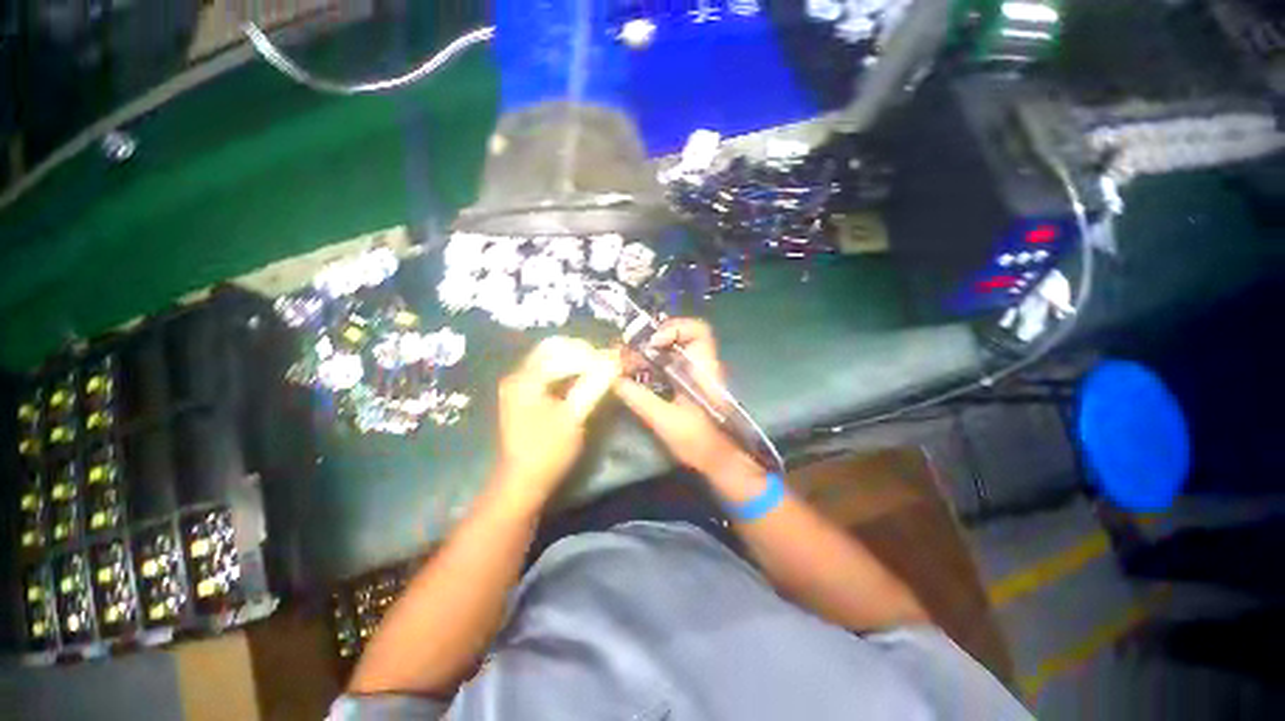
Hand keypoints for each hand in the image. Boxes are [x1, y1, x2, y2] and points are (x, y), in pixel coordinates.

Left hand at [494, 337, 617, 512]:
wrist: (522, 481)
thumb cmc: (547, 451)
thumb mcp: (574, 417)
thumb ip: (593, 385)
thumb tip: (614, 361)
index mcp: (526, 379)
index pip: (562, 351)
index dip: (590, 354)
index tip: (612, 361)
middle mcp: (519, 374)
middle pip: (553, 348)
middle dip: (582, 352)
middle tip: (606, 362)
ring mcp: (520, 384)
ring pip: (551, 357)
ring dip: (576, 359)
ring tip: (599, 368)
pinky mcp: (525, 394)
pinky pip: (549, 370)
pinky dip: (568, 370)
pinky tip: (584, 379)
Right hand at [613, 319, 761, 487]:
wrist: (720, 460)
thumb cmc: (699, 442)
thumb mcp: (665, 421)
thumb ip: (640, 399)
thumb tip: (615, 380)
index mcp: (704, 369)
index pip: (698, 331)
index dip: (674, 328)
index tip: (653, 343)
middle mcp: (702, 365)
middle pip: (679, 336)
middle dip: (652, 340)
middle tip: (629, 353)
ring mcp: (696, 374)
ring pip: (673, 350)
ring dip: (649, 353)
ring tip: (628, 364)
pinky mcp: (690, 383)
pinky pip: (670, 364)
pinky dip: (653, 365)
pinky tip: (637, 375)